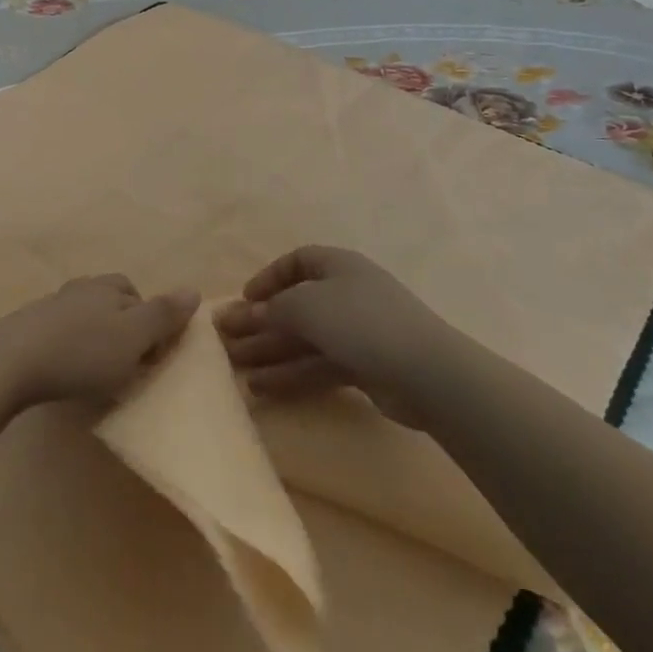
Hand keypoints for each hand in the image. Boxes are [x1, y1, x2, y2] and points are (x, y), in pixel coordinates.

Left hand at [0, 276, 198, 414]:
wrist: (11, 361)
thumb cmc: (82, 351)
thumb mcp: (133, 336)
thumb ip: (164, 315)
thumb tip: (194, 290)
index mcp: (108, 287)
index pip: (138, 294)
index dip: (150, 321)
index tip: (151, 355)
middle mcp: (81, 288)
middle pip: (111, 301)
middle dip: (123, 327)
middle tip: (127, 363)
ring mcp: (51, 306)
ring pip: (85, 317)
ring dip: (96, 338)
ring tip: (98, 371)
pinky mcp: (28, 328)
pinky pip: (61, 333)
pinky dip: (71, 348)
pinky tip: (67, 371)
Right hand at [215, 245, 441, 428]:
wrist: (427, 373)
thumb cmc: (361, 321)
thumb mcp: (307, 305)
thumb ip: (273, 308)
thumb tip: (251, 313)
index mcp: (337, 266)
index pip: (296, 262)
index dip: (268, 278)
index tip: (245, 299)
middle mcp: (346, 294)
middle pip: (295, 305)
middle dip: (260, 322)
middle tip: (225, 339)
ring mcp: (357, 332)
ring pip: (304, 339)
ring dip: (270, 352)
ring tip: (236, 369)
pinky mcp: (364, 367)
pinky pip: (318, 365)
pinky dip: (291, 375)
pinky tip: (262, 389)